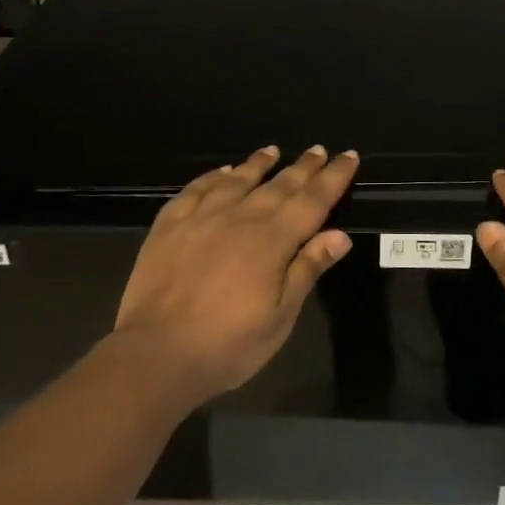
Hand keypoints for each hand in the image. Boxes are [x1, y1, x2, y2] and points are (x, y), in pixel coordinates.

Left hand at [114, 144, 358, 401]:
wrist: (156, 354)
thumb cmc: (228, 345)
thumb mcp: (280, 317)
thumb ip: (307, 269)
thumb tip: (340, 234)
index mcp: (273, 241)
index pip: (312, 201)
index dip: (333, 178)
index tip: (349, 156)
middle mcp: (240, 218)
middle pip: (279, 185)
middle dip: (303, 167)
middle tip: (318, 150)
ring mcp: (202, 218)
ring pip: (237, 181)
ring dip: (257, 164)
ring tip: (272, 150)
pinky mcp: (170, 225)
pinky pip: (195, 190)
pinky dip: (213, 177)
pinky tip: (222, 172)